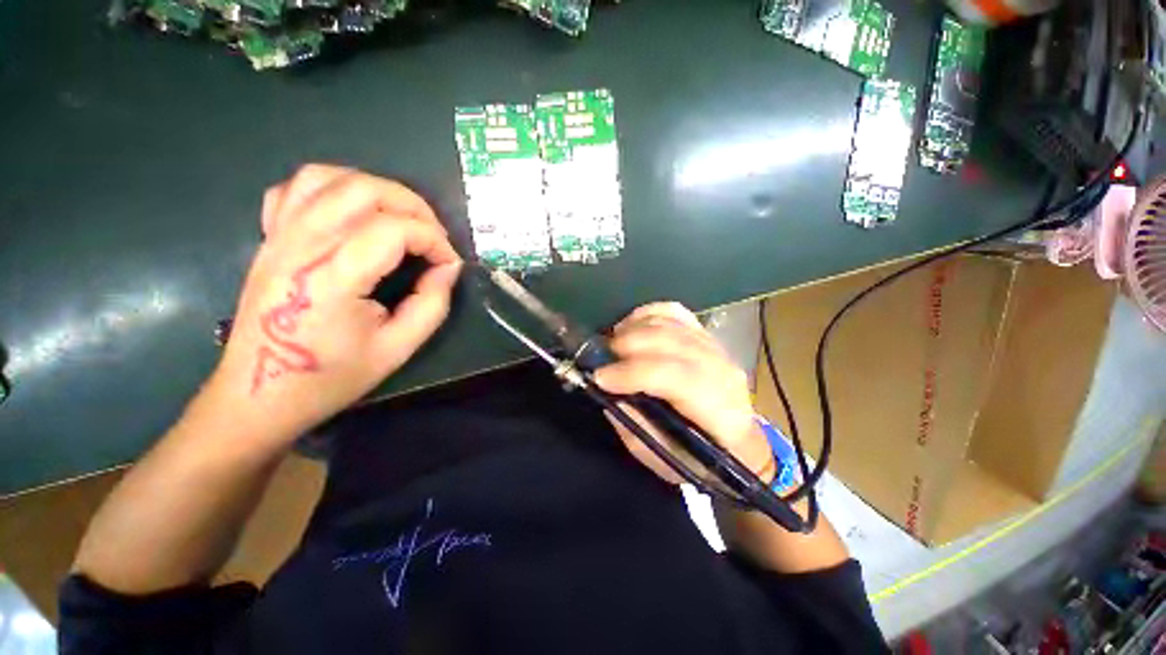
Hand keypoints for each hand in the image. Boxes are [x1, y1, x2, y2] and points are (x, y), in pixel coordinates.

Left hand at [201, 164, 461, 444]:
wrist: (260, 393)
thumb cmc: (331, 376)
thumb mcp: (398, 348)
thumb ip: (432, 303)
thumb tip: (448, 267)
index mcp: (332, 277)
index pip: (395, 229)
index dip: (434, 240)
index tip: (449, 263)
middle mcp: (301, 244)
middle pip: (364, 190)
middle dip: (413, 206)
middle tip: (434, 237)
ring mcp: (279, 236)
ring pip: (330, 177)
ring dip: (377, 189)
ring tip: (401, 218)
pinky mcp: (269, 238)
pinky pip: (297, 188)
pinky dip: (333, 187)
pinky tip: (353, 212)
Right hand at [594, 303, 774, 484]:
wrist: (739, 442)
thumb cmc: (700, 458)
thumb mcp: (663, 458)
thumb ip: (634, 425)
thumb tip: (607, 391)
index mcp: (719, 411)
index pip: (675, 377)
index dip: (633, 373)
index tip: (600, 377)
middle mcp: (722, 371)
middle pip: (671, 342)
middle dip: (627, 345)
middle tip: (601, 358)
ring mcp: (716, 347)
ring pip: (670, 323)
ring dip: (633, 329)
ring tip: (613, 344)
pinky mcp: (706, 335)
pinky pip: (674, 312)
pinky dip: (647, 313)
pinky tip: (631, 326)